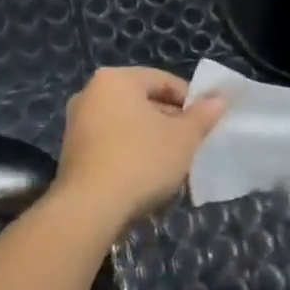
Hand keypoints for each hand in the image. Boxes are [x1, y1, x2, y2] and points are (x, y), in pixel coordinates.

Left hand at [55, 68, 226, 230]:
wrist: (89, 209)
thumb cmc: (141, 161)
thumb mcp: (183, 138)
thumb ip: (203, 115)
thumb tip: (219, 99)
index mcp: (116, 79)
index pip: (162, 80)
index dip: (189, 99)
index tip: (206, 121)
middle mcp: (90, 94)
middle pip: (142, 101)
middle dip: (169, 121)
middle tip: (192, 143)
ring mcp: (77, 124)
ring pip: (126, 125)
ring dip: (151, 139)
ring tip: (173, 164)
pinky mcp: (71, 153)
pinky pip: (110, 144)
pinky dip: (130, 153)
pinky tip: (147, 177)